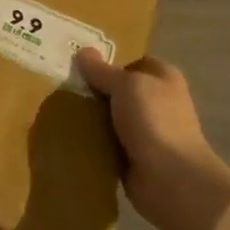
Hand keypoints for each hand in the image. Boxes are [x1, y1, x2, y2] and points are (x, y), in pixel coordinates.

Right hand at [76, 50, 229, 229]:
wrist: (170, 178)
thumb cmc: (153, 121)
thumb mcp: (125, 85)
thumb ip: (102, 70)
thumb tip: (83, 51)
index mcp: (163, 79)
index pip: (133, 63)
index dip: (109, 64)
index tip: (80, 68)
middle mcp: (158, 102)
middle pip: (119, 91)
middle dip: (95, 91)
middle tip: (63, 89)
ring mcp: (147, 131)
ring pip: (111, 117)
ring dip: (91, 118)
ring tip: (59, 112)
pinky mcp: (134, 157)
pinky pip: (107, 143)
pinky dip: (93, 142)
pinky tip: (70, 137)